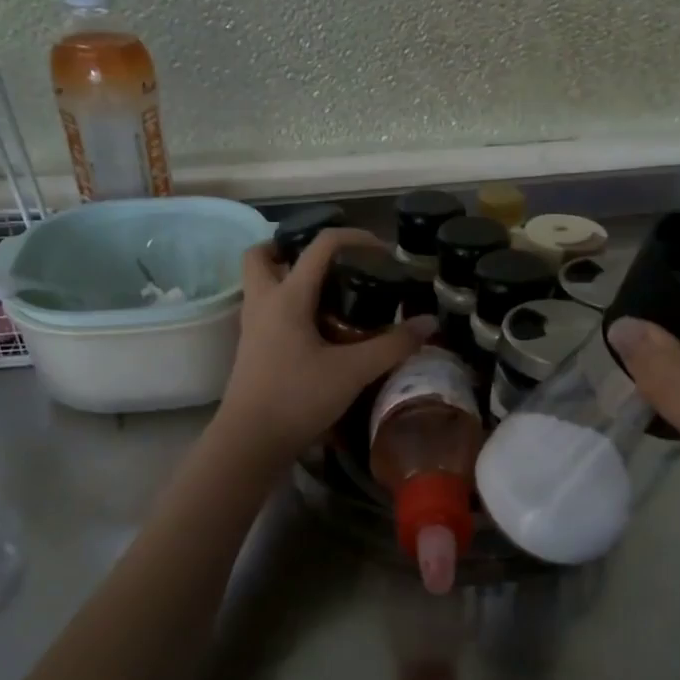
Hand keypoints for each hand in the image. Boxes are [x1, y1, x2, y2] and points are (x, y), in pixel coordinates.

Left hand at [215, 229, 434, 464]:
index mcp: (287, 296)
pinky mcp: (252, 349)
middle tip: (328, 263)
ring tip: (326, 293)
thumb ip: (392, 346)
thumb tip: (429, 323)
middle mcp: (263, 302)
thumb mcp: (353, 372)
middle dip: (291, 247)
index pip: (320, 245)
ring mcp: (252, 326)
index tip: (383, 252)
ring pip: (260, 283)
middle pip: (263, 254)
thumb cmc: (297, 398)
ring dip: (286, 275)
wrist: (250, 442)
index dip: (355, 237)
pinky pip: (266, 310)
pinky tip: (316, 328)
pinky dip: (288, 306)